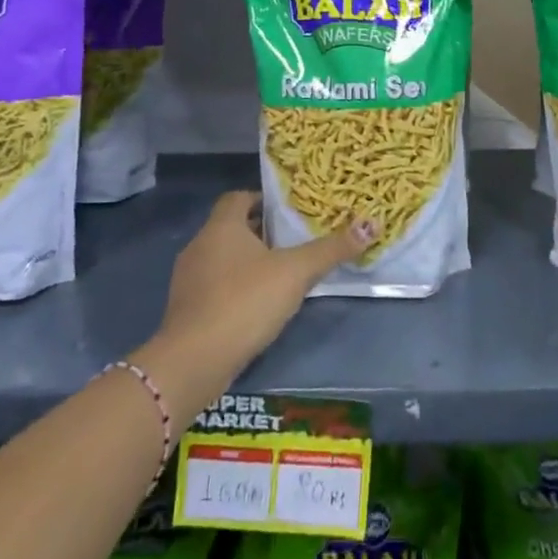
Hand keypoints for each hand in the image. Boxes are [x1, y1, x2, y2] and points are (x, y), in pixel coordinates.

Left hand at [152, 192, 376, 380]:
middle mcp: (199, 246)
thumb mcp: (296, 272)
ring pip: (221, 259)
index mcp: (221, 227)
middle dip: (260, 233)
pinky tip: (257, 307)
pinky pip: (214, 288)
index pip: (237, 197)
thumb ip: (331, 249)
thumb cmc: (245, 301)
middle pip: (231, 228)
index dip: (262, 200)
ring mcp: (188, 280)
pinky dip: (234, 289)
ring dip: (247, 263)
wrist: (194, 361)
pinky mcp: (186, 311)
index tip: (287, 211)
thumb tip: (371, 225)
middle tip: (293, 242)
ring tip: (280, 275)